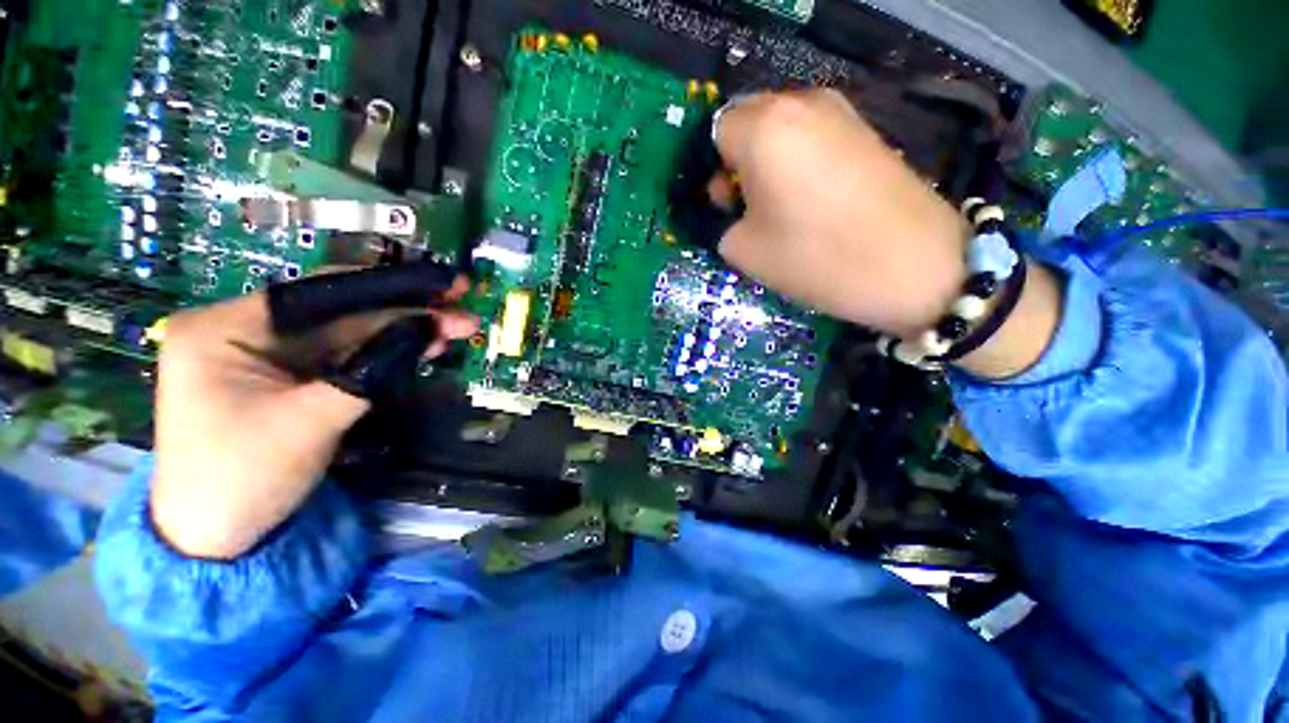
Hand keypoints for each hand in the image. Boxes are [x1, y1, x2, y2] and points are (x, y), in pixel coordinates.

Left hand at [151, 283, 477, 559]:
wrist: (219, 539)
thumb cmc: (243, 478)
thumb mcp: (308, 421)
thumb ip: (369, 371)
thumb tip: (428, 331)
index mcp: (225, 329)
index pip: (319, 294)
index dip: (388, 287)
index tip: (443, 285)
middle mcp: (247, 331)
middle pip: (340, 312)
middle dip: (405, 312)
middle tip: (461, 311)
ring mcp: (271, 356)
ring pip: (351, 334)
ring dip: (404, 332)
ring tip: (455, 330)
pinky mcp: (292, 378)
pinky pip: (347, 357)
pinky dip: (388, 353)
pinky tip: (424, 347)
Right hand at [712, 89, 970, 337]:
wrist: (913, 265)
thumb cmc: (816, 257)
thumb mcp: (745, 251)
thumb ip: (722, 222)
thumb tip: (731, 210)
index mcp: (763, 128)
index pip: (717, 133)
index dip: (714, 171)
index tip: (727, 206)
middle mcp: (800, 103)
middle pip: (749, 123)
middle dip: (739, 162)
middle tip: (749, 207)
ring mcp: (840, 111)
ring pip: (781, 129)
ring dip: (769, 163)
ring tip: (782, 206)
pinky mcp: (865, 129)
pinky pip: (812, 136)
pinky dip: (799, 161)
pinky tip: (812, 199)